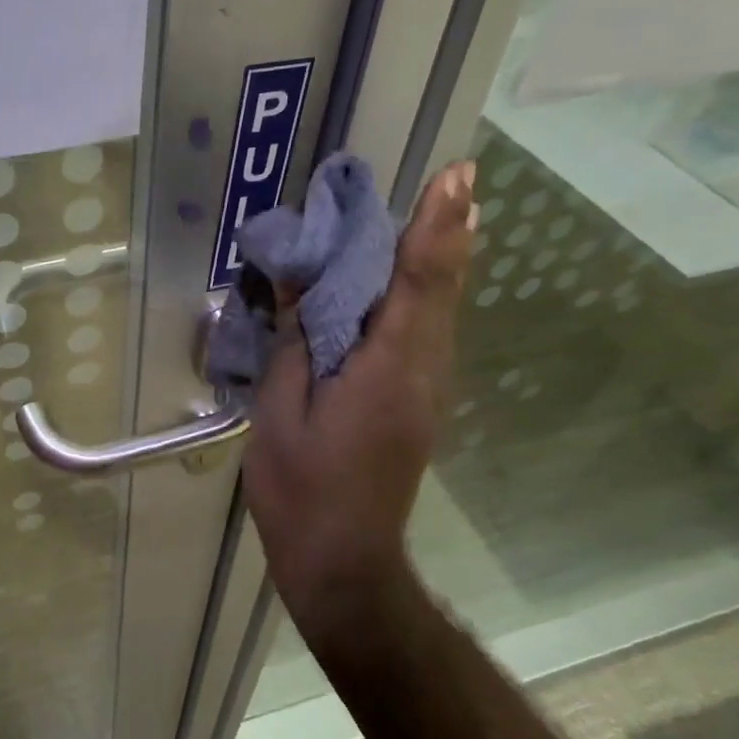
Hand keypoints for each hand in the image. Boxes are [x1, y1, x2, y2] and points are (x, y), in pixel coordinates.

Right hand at [242, 160, 474, 639]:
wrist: (342, 561)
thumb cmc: (302, 487)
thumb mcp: (282, 409)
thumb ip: (296, 340)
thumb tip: (298, 281)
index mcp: (386, 369)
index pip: (418, 282)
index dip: (436, 226)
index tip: (455, 176)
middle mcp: (420, 371)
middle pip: (441, 290)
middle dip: (449, 231)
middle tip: (456, 179)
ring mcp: (424, 391)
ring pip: (440, 311)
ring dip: (440, 259)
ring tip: (443, 210)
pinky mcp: (415, 405)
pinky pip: (424, 335)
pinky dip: (423, 295)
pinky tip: (408, 281)